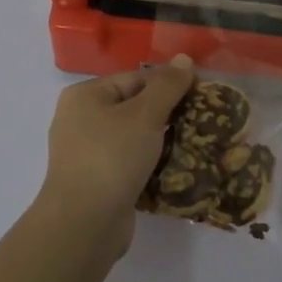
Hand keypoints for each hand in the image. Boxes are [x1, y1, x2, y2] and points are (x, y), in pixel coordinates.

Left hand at [37, 55, 195, 252]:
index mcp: (85, 95)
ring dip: (161, 141)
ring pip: (133, 137)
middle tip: (201, 122)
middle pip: (134, 107)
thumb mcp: (145, 115)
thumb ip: (167, 85)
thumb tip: (184, 59)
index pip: (135, 78)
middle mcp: (80, 119)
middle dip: (167, 114)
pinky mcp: (97, 180)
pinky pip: (129, 162)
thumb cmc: (112, 157)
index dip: (169, 84)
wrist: (84, 223)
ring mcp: (86, 152)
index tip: (201, 97)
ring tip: (194, 145)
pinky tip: (175, 169)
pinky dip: (150, 163)